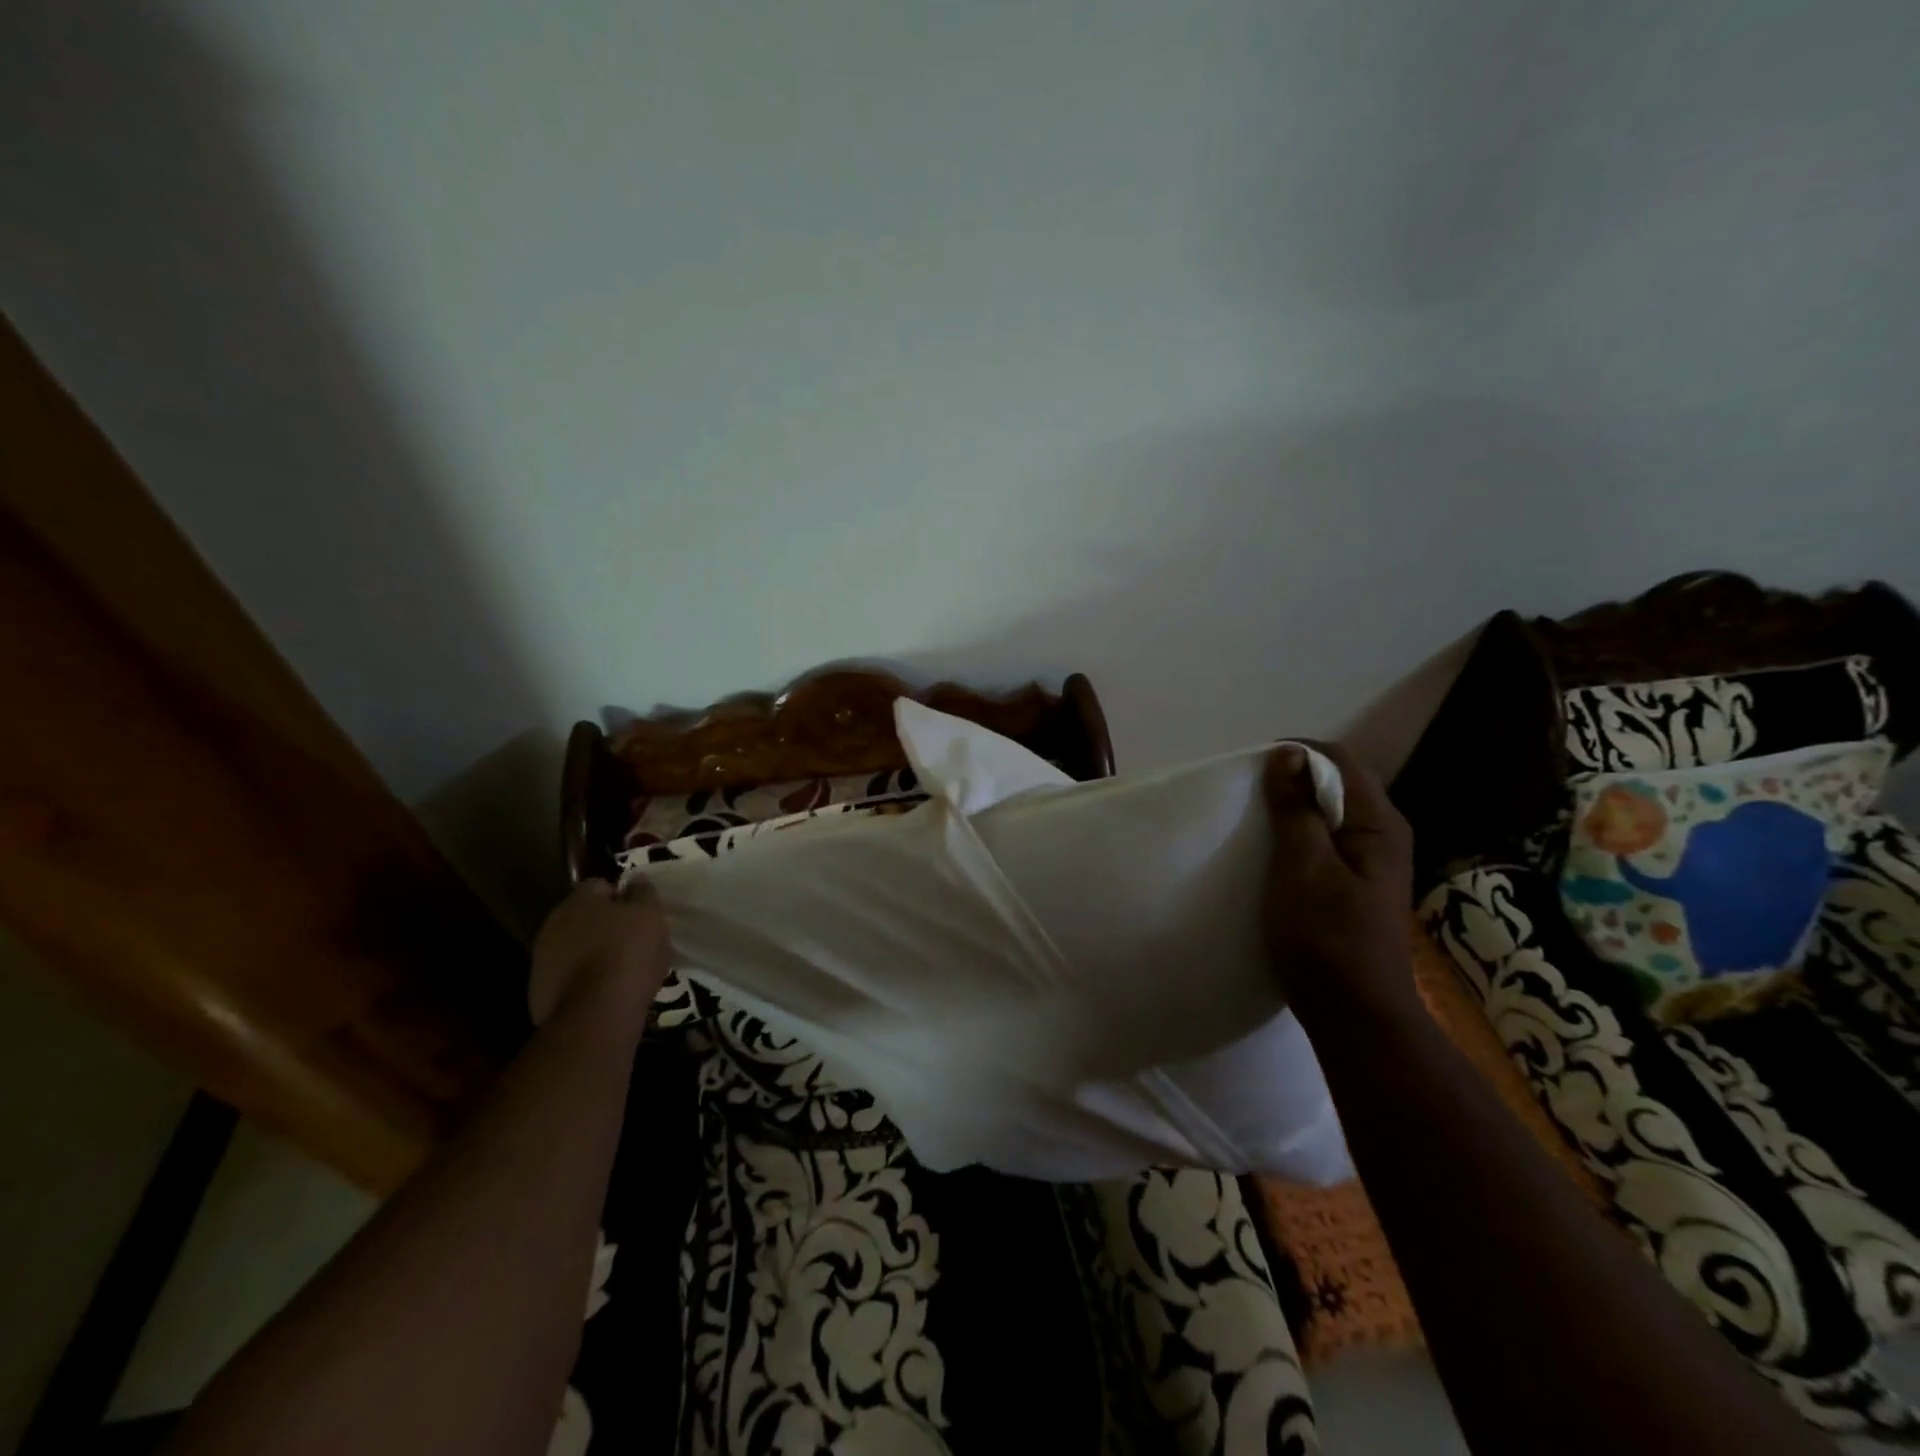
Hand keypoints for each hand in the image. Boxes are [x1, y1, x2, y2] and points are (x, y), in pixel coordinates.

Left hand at [528, 879, 672, 1025]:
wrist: (596, 1014)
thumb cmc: (628, 953)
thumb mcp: (650, 915)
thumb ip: (642, 893)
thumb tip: (635, 880)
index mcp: (578, 901)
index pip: (600, 885)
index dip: (622, 896)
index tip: (640, 913)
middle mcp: (552, 925)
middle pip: (582, 918)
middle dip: (604, 925)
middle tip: (632, 940)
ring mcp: (541, 961)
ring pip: (572, 948)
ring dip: (591, 953)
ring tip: (620, 969)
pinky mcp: (539, 994)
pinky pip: (567, 978)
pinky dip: (583, 980)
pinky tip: (604, 992)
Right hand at [1262, 740, 1416, 1027]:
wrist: (1354, 1014)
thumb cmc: (1326, 938)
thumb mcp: (1302, 867)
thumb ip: (1295, 810)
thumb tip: (1287, 754)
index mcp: (1379, 823)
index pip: (1340, 760)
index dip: (1297, 754)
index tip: (1252, 769)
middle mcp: (1383, 834)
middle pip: (1337, 783)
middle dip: (1293, 780)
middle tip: (1249, 795)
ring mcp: (1371, 861)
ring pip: (1329, 813)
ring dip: (1292, 809)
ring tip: (1254, 820)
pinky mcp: (1355, 884)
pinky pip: (1325, 840)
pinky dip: (1297, 835)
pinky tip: (1272, 853)